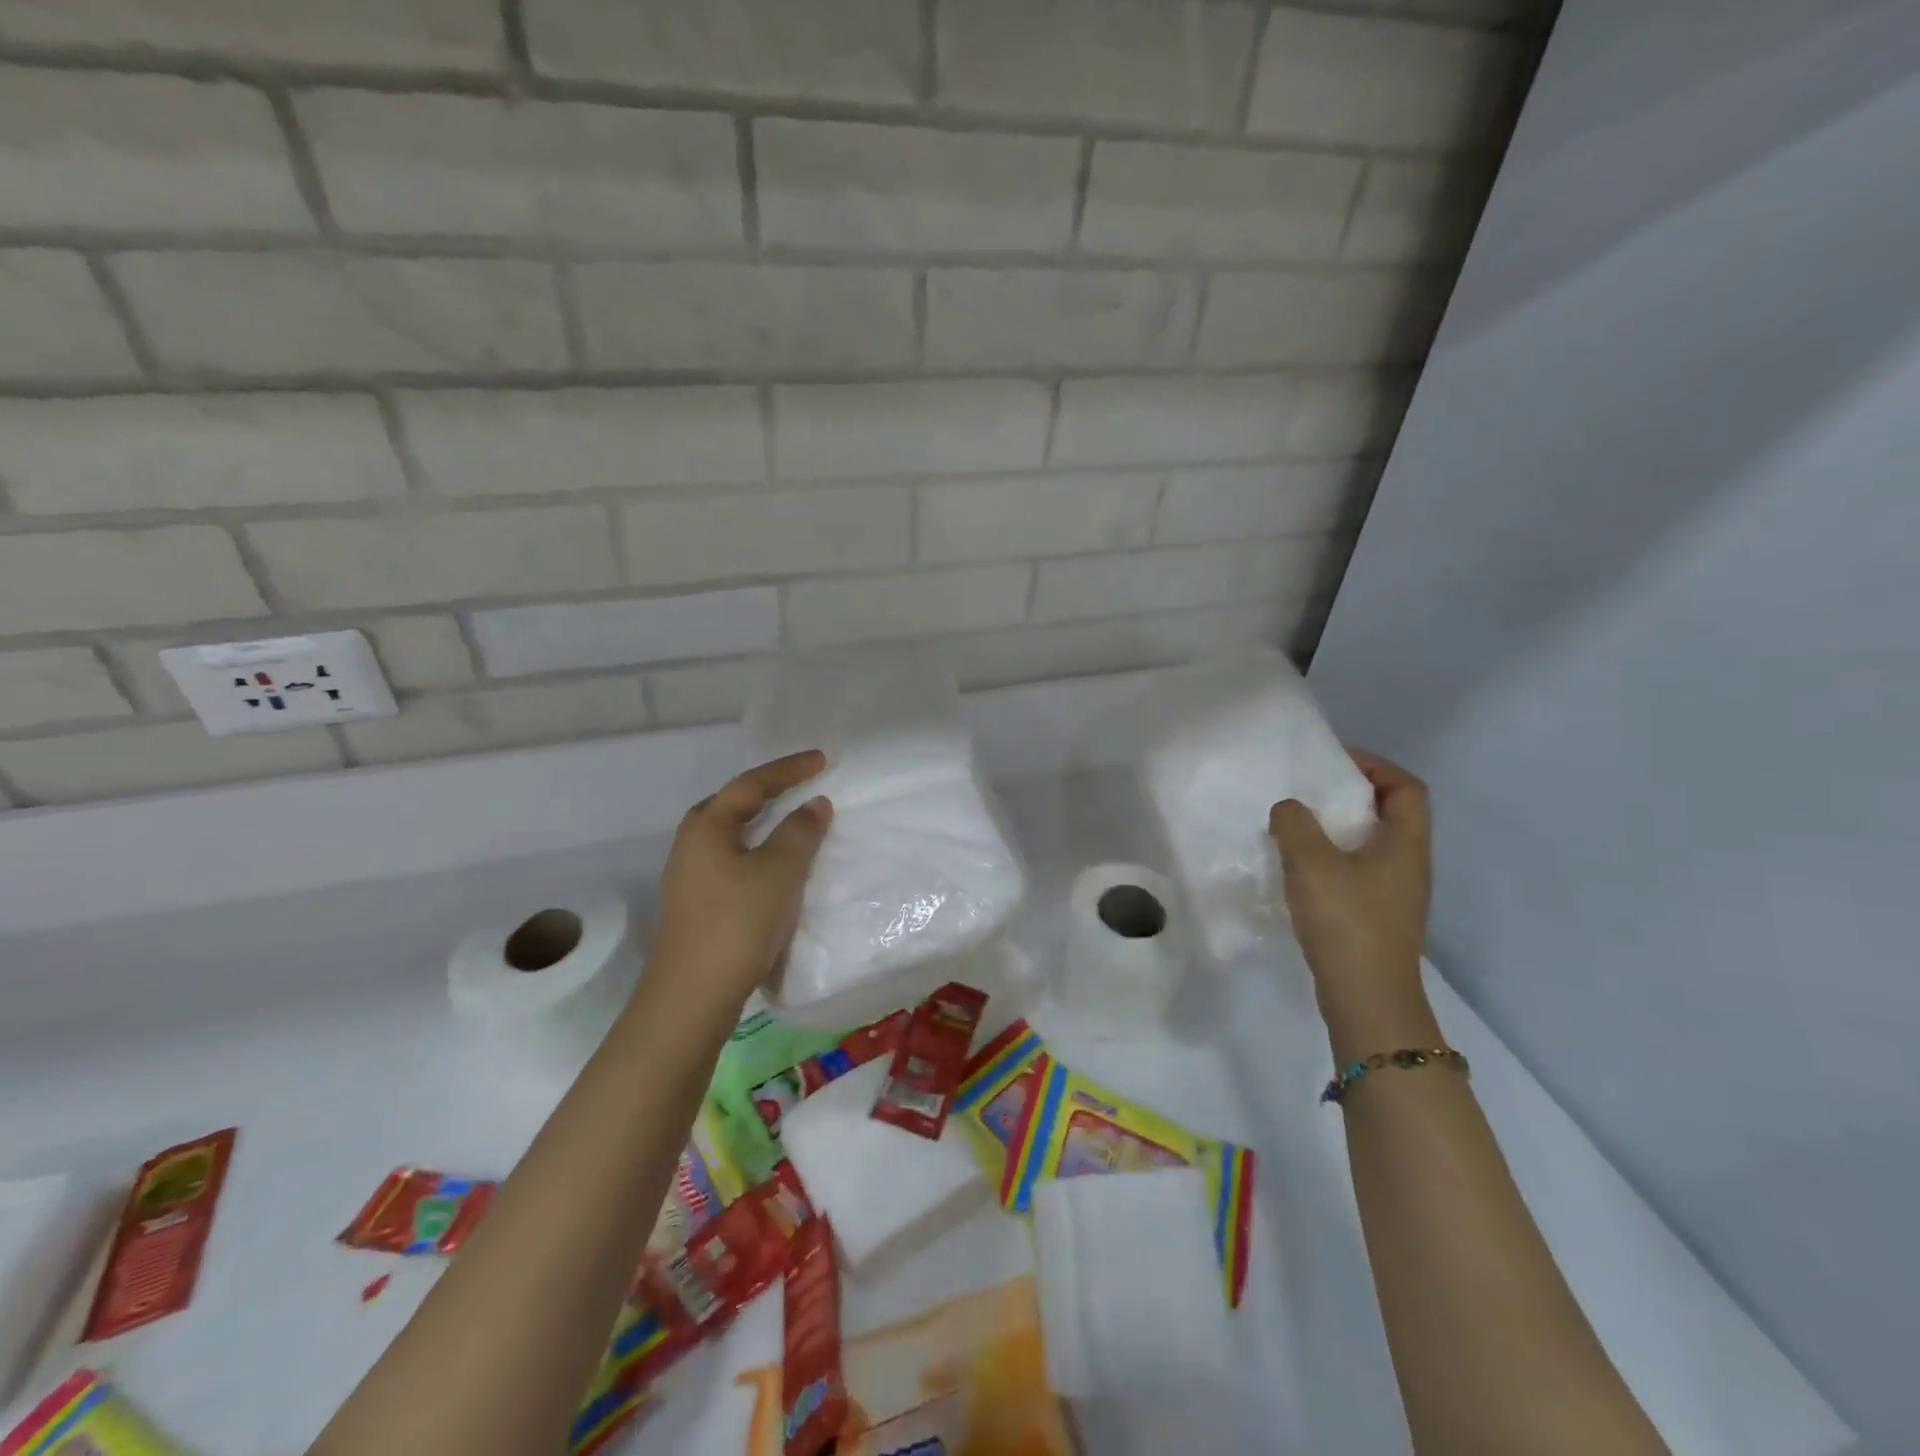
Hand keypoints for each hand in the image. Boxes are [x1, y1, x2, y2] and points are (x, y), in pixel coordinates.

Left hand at [646, 750, 832, 1016]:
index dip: (788, 769)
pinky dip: (756, 853)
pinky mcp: (696, 906)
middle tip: (799, 787)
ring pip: (729, 836)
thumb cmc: (738, 922)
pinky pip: (730, 862)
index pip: (750, 784)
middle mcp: (690, 845)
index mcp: (706, 827)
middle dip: (766, 792)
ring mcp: (688, 878)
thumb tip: (814, 804)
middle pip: (731, 805)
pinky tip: (774, 870)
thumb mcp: (780, 871)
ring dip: (762, 825)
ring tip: (792, 823)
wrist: (692, 997)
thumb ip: (800, 831)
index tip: (822, 760)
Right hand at [1268, 748, 1436, 1055]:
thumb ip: (1295, 824)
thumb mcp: (1312, 863)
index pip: (1407, 789)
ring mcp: (1394, 894)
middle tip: (1307, 791)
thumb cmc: (1346, 921)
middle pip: (1389, 814)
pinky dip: (1330, 859)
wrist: (1366, 997)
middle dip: (1350, 795)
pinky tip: (1298, 868)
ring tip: (1296, 826)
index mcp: (1405, 845)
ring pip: (1370, 845)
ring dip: (1336, 829)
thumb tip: (1288, 809)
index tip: (1334, 762)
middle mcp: (1408, 865)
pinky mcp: (1375, 916)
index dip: (1375, 767)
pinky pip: (1356, 871)